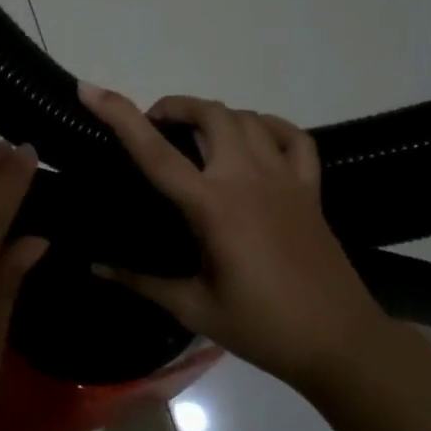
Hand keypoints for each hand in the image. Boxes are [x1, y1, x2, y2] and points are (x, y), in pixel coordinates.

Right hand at [79, 83, 387, 388]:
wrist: (339, 341)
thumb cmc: (261, 327)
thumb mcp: (193, 308)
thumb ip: (141, 281)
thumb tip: (95, 266)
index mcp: (212, 206)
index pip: (156, 152)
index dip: (119, 115)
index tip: (91, 89)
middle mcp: (247, 179)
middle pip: (209, 114)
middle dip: (174, 107)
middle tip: (154, 129)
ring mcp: (284, 179)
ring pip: (246, 118)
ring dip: (214, 115)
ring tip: (195, 137)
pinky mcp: (310, 189)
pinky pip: (292, 137)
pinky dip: (268, 126)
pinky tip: (254, 140)